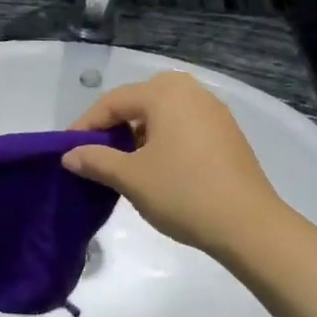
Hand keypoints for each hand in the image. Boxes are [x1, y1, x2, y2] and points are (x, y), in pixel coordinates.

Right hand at [63, 73, 285, 258]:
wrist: (248, 224)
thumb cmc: (182, 193)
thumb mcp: (130, 177)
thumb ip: (96, 160)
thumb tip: (70, 155)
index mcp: (165, 94)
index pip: (112, 102)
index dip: (86, 126)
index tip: (68, 151)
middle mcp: (191, 92)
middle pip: (139, 101)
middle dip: (113, 126)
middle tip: (95, 153)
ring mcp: (214, 111)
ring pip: (162, 114)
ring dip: (138, 134)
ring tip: (123, 163)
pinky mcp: (227, 133)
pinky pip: (183, 126)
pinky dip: (162, 139)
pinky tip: (156, 167)